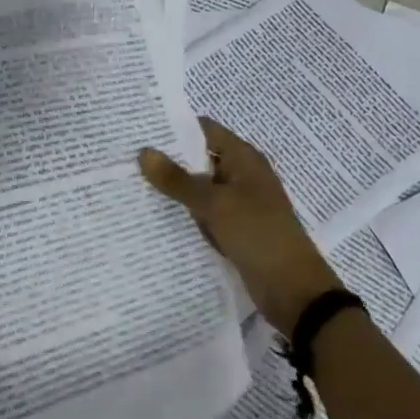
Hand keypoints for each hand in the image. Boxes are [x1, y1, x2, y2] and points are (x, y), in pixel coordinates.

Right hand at [139, 118, 341, 337]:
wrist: (293, 289)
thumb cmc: (258, 235)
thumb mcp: (215, 204)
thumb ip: (178, 180)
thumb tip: (144, 152)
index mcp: (244, 158)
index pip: (205, 130)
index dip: (174, 128)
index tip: (140, 130)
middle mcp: (241, 175)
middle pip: (200, 159)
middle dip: (168, 161)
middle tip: (126, 160)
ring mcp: (239, 204)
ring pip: (200, 190)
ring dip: (174, 191)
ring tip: (131, 186)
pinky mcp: (235, 230)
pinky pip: (205, 215)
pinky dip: (186, 215)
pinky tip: (155, 219)